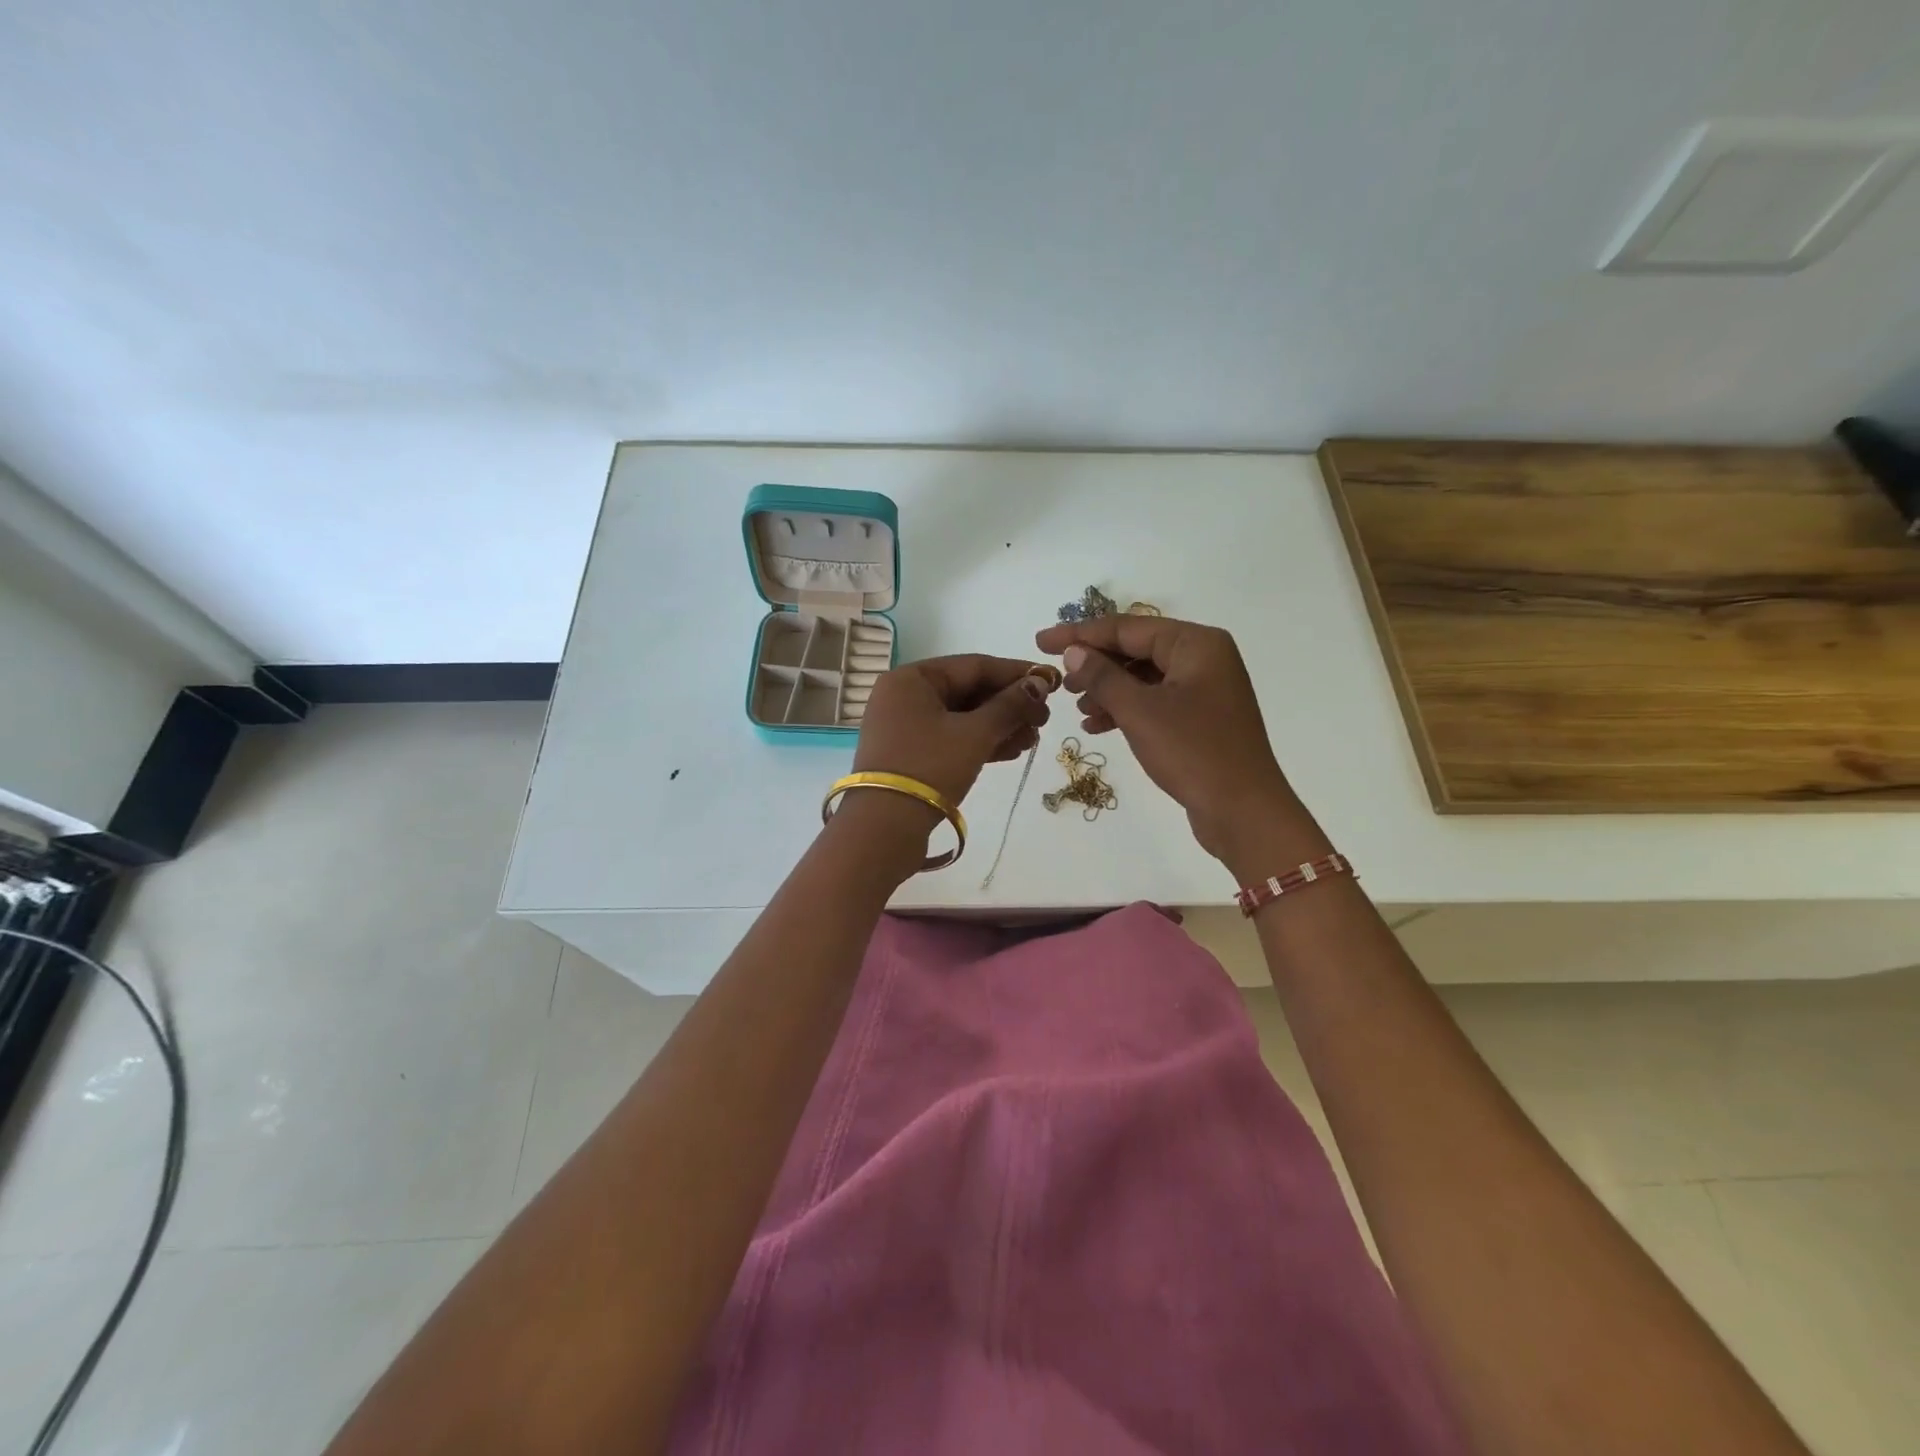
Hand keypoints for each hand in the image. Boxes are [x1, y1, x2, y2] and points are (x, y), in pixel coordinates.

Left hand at [853, 654, 1056, 810]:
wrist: (884, 828)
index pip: (974, 665)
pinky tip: (1011, 751)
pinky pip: (951, 737)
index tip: (1051, 681)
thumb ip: (1009, 706)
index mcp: (911, 678)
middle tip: (1044, 719)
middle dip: (1009, 705)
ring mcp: (904, 726)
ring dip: (999, 726)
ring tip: (1032, 739)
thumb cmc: (929, 767)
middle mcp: (904, 695)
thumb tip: (1040, 683)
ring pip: (961, 717)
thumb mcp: (975, 734)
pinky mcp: (909, 754)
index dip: (1016, 673)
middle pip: (968, 690)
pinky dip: (979, 742)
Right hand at [1033, 616, 1328, 875]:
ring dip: (1108, 690)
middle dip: (1095, 665)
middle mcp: (1204, 657)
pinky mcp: (1201, 717)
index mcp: (1196, 643)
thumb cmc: (1193, 752)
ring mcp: (1205, 688)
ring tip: (1077, 708)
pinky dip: (1126, 710)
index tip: (1041, 641)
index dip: (1080, 634)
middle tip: (1060, 681)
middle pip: (1136, 649)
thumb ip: (1102, 676)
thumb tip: (1073, 652)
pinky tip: (1097, 726)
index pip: (1127, 628)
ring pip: (1144, 677)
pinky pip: (1155, 701)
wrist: (1244, 812)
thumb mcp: (1139, 711)